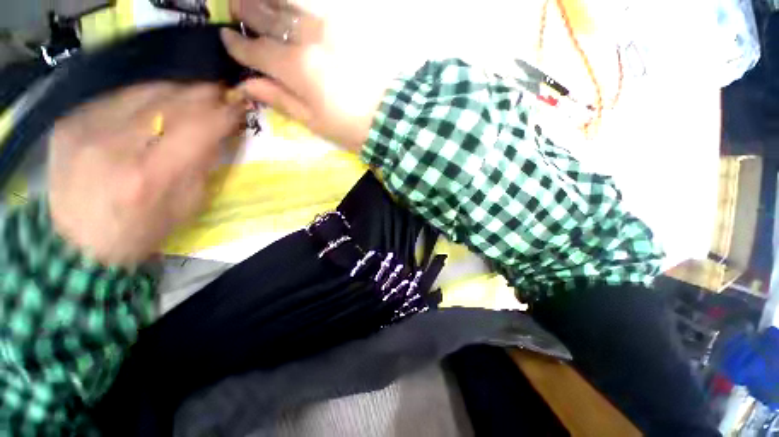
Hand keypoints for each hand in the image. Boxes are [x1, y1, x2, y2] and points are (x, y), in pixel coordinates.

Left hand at [48, 83, 244, 266]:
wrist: (70, 244)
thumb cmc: (124, 240)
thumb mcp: (170, 221)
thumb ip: (199, 173)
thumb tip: (218, 132)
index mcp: (146, 179)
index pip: (203, 123)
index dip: (226, 111)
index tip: (235, 109)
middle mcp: (119, 143)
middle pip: (177, 95)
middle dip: (202, 96)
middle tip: (208, 102)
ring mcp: (93, 124)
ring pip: (150, 87)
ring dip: (169, 95)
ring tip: (168, 110)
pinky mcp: (75, 117)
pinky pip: (119, 93)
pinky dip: (135, 100)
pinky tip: (134, 116)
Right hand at [222, 0, 398, 151]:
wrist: (403, 111)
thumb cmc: (353, 123)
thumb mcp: (309, 119)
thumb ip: (275, 95)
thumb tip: (244, 84)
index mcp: (295, 66)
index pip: (255, 49)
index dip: (236, 43)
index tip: (224, 34)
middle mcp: (310, 37)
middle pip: (271, 18)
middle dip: (249, 9)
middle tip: (235, 3)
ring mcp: (334, 24)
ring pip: (295, 4)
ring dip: (273, 0)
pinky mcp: (353, 21)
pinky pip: (319, 6)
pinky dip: (300, 4)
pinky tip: (290, 4)